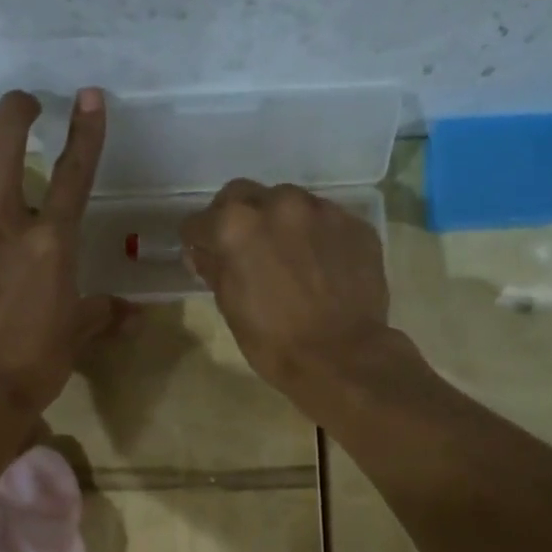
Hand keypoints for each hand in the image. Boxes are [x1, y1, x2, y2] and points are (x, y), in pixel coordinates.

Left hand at [0, 89, 119, 418]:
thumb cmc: (33, 367)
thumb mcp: (77, 337)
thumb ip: (103, 315)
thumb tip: (135, 314)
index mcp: (48, 243)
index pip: (74, 174)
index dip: (86, 131)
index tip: (89, 97)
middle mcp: (0, 226)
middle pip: (3, 145)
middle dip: (15, 111)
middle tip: (23, 106)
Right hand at [179, 181, 392, 411]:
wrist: (344, 356)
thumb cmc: (275, 342)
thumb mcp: (231, 308)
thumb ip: (214, 269)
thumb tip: (202, 253)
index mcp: (236, 225)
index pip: (199, 222)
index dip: (198, 241)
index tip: (203, 255)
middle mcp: (277, 204)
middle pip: (241, 195)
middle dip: (235, 215)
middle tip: (242, 246)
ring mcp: (320, 209)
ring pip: (286, 200)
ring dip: (278, 220)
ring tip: (286, 252)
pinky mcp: (354, 222)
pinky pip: (323, 218)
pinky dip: (314, 234)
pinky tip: (319, 262)